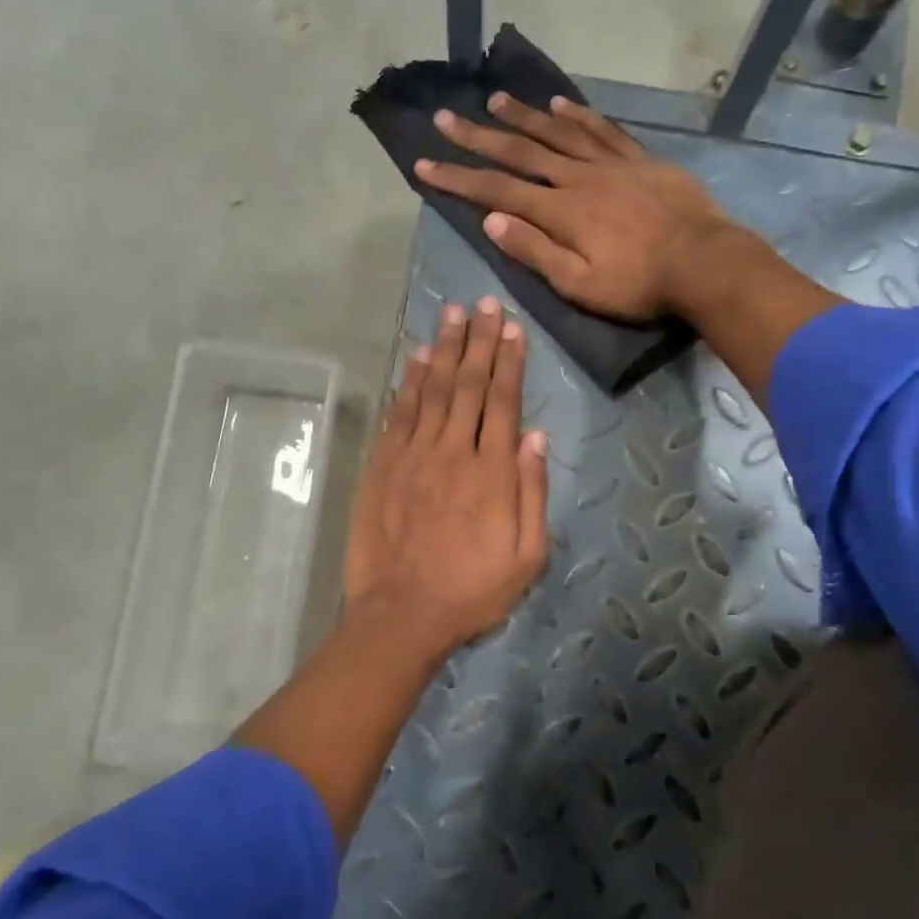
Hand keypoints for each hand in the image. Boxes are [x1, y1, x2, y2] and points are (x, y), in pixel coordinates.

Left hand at [344, 297, 549, 654]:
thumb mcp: (527, 555)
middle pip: (469, 385)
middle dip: (479, 341)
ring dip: (444, 349)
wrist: (403, 613)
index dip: (509, 362)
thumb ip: (532, 492)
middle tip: (484, 305)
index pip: (503, 402)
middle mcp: (453, 452)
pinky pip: (399, 414)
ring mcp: (413, 456)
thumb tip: (535, 436)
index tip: (513, 328)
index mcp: (492, 472)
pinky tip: (416, 358)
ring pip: (432, 390)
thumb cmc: (472, 590)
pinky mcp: (383, 466)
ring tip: (453, 314)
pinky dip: (408, 383)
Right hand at [413, 94, 734, 320]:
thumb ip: (535, 251)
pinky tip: (560, 103)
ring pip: (559, 132)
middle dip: (479, 136)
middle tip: (446, 117)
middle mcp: (578, 178)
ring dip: (524, 116)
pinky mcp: (640, 160)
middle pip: (521, 153)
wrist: (705, 262)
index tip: (424, 164)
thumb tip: (492, 220)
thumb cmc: (639, 284)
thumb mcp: (579, 284)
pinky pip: (603, 130)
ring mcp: (611, 164)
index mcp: (560, 212)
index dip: (458, 178)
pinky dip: (577, 114)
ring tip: (494, 99)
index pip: (496, 191)